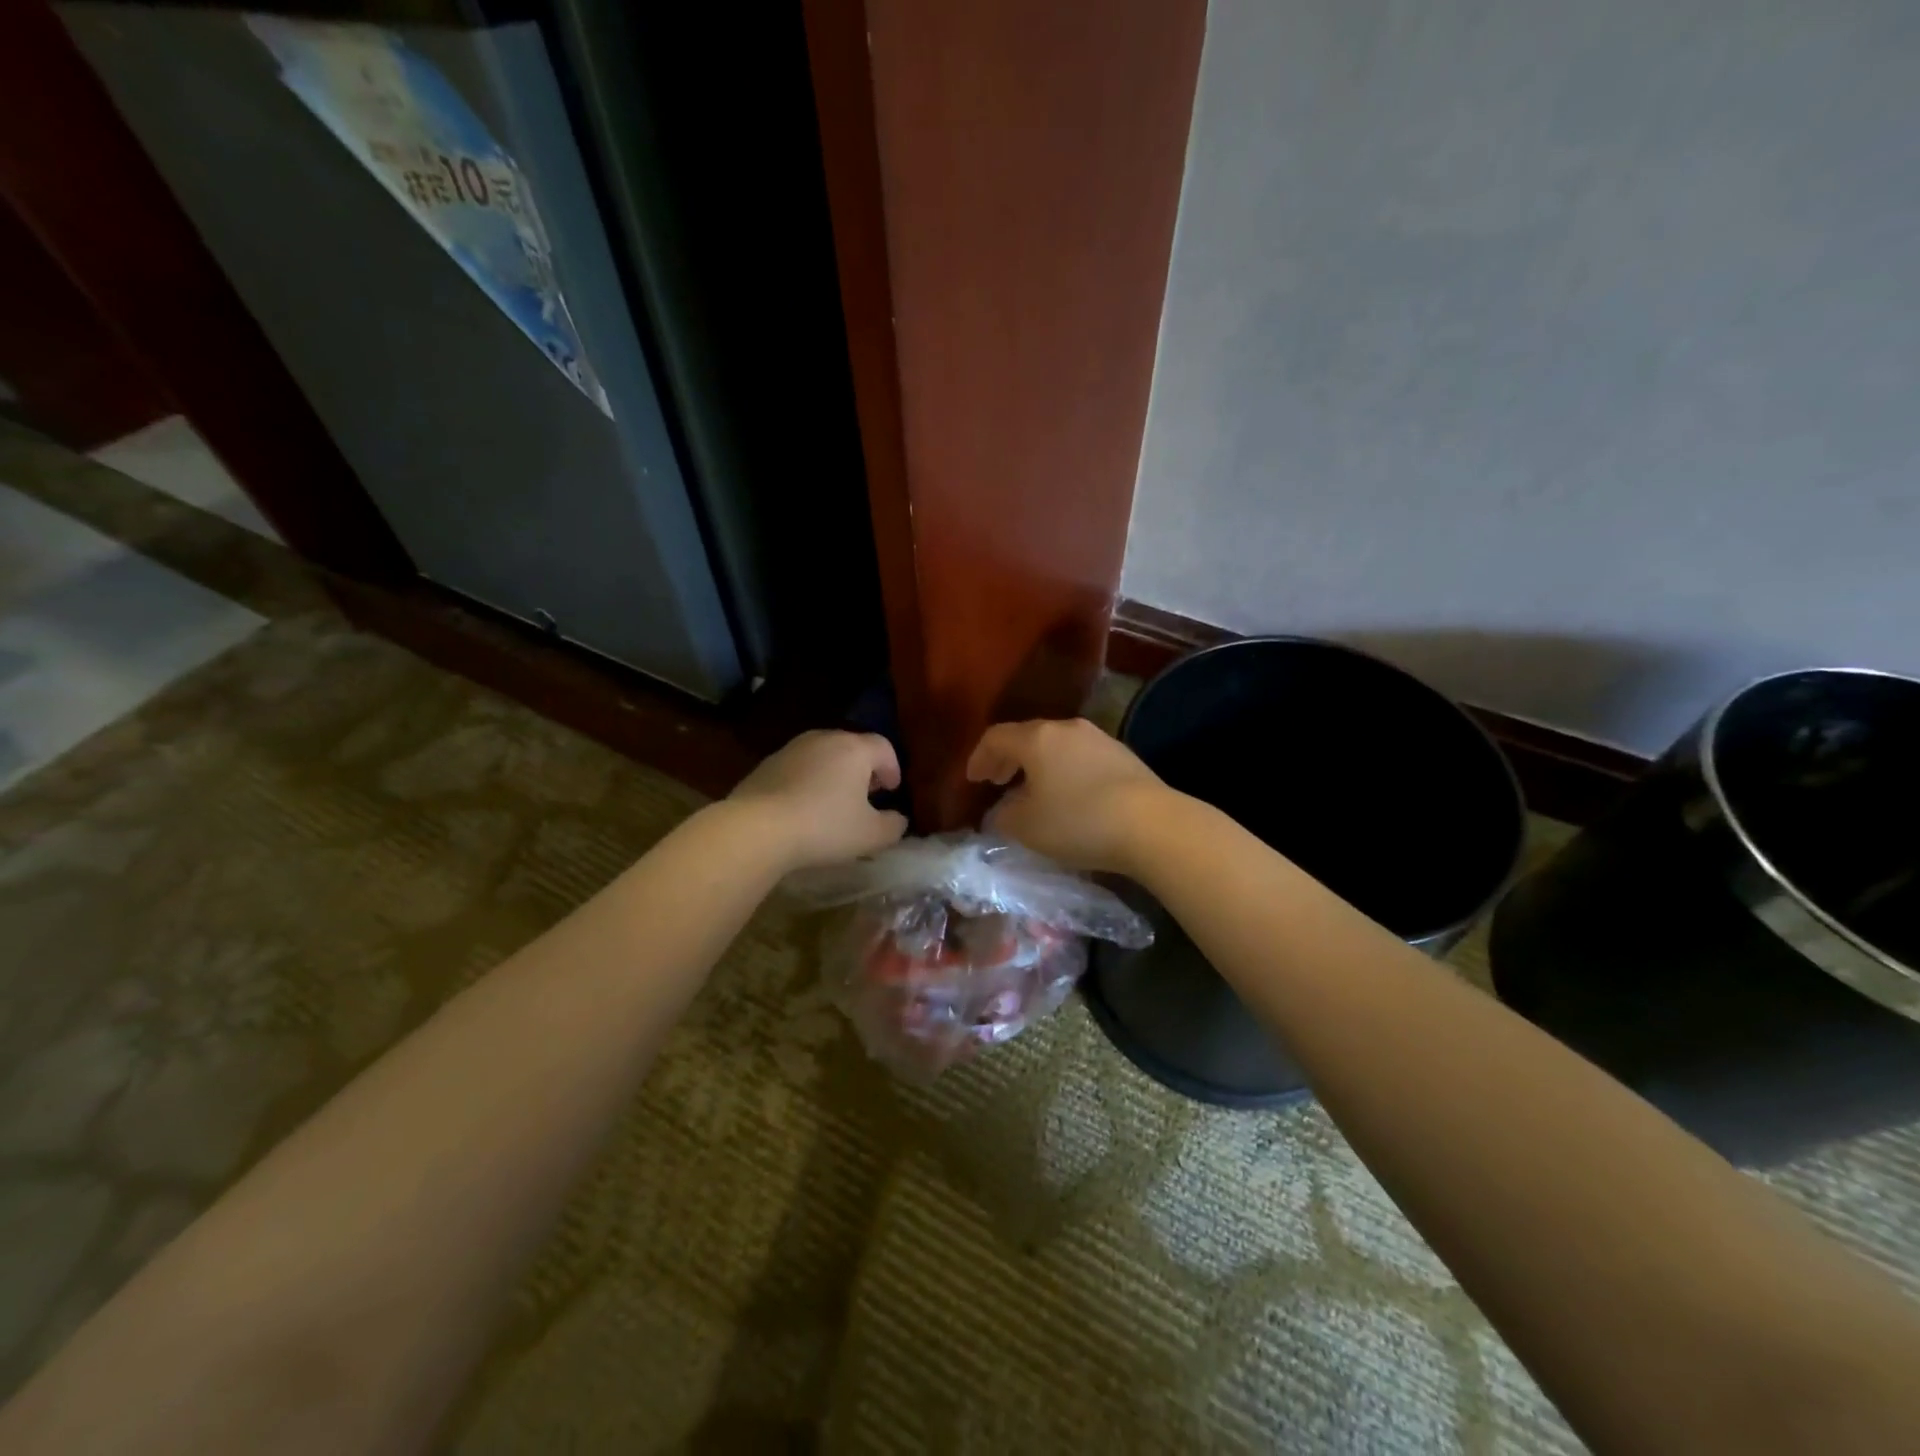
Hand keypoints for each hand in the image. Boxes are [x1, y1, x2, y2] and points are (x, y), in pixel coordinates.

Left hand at [728, 730, 908, 870]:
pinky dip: (808, 782)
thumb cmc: (824, 827)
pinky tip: (803, 809)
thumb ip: (893, 825)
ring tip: (834, 804)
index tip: (892, 791)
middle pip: (853, 747)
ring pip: (823, 756)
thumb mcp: (871, 835)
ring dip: (834, 775)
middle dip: (863, 770)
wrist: (756, 829)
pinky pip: (798, 769)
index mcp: (854, 748)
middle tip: (866, 796)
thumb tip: (898, 819)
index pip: (884, 747)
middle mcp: (824, 738)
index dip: (893, 768)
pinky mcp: (766, 764)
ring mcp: (791, 748)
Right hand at [965, 718, 1170, 873]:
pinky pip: (1080, 758)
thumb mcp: (1027, 827)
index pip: (996, 737)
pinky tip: (1068, 796)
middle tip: (996, 781)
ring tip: (1032, 791)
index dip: (979, 757)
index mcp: (1037, 738)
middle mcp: (1067, 729)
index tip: (973, 779)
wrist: (1153, 825)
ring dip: (1038, 765)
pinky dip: (1063, 771)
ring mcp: (1099, 739)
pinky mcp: (1124, 756)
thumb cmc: (1078, 821)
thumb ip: (1004, 817)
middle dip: (1008, 759)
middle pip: (1028, 737)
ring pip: (1056, 746)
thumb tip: (1002, 811)